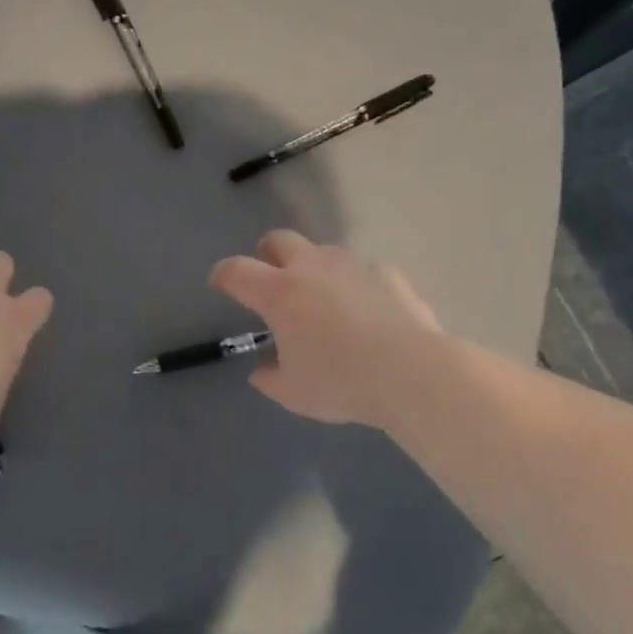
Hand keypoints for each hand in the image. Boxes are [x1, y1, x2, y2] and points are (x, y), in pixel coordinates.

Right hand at [209, 231, 440, 426]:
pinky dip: (353, 284)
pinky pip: (361, 271)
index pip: (237, 271)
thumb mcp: (293, 393)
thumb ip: (270, 378)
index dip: (222, 275)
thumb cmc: (341, 382)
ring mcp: (353, 266)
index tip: (219, 283)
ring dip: (312, 268)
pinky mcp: (387, 273)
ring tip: (321, 300)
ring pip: (322, 252)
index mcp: (279, 293)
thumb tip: (262, 370)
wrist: (413, 372)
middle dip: (266, 253)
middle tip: (270, 279)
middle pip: (279, 240)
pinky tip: (365, 311)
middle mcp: (312, 268)